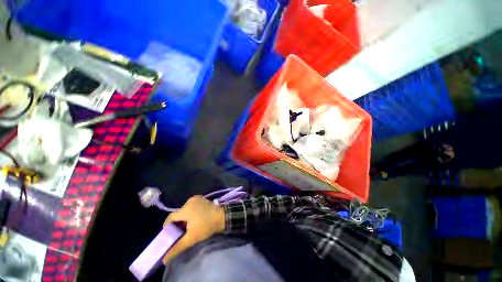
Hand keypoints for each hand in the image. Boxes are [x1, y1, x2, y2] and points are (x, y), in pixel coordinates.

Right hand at [162, 195, 224, 264]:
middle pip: (178, 213)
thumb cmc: (206, 227)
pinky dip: (190, 212)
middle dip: (177, 223)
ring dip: (184, 217)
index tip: (169, 235)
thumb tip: (165, 260)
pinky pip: (190, 205)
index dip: (167, 227)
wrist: (222, 217)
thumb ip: (177, 248)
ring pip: (184, 209)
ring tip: (187, 226)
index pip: (170, 218)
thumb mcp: (191, 238)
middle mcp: (189, 201)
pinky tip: (194, 219)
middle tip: (179, 232)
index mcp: (185, 209)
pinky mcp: (201, 198)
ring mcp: (196, 198)